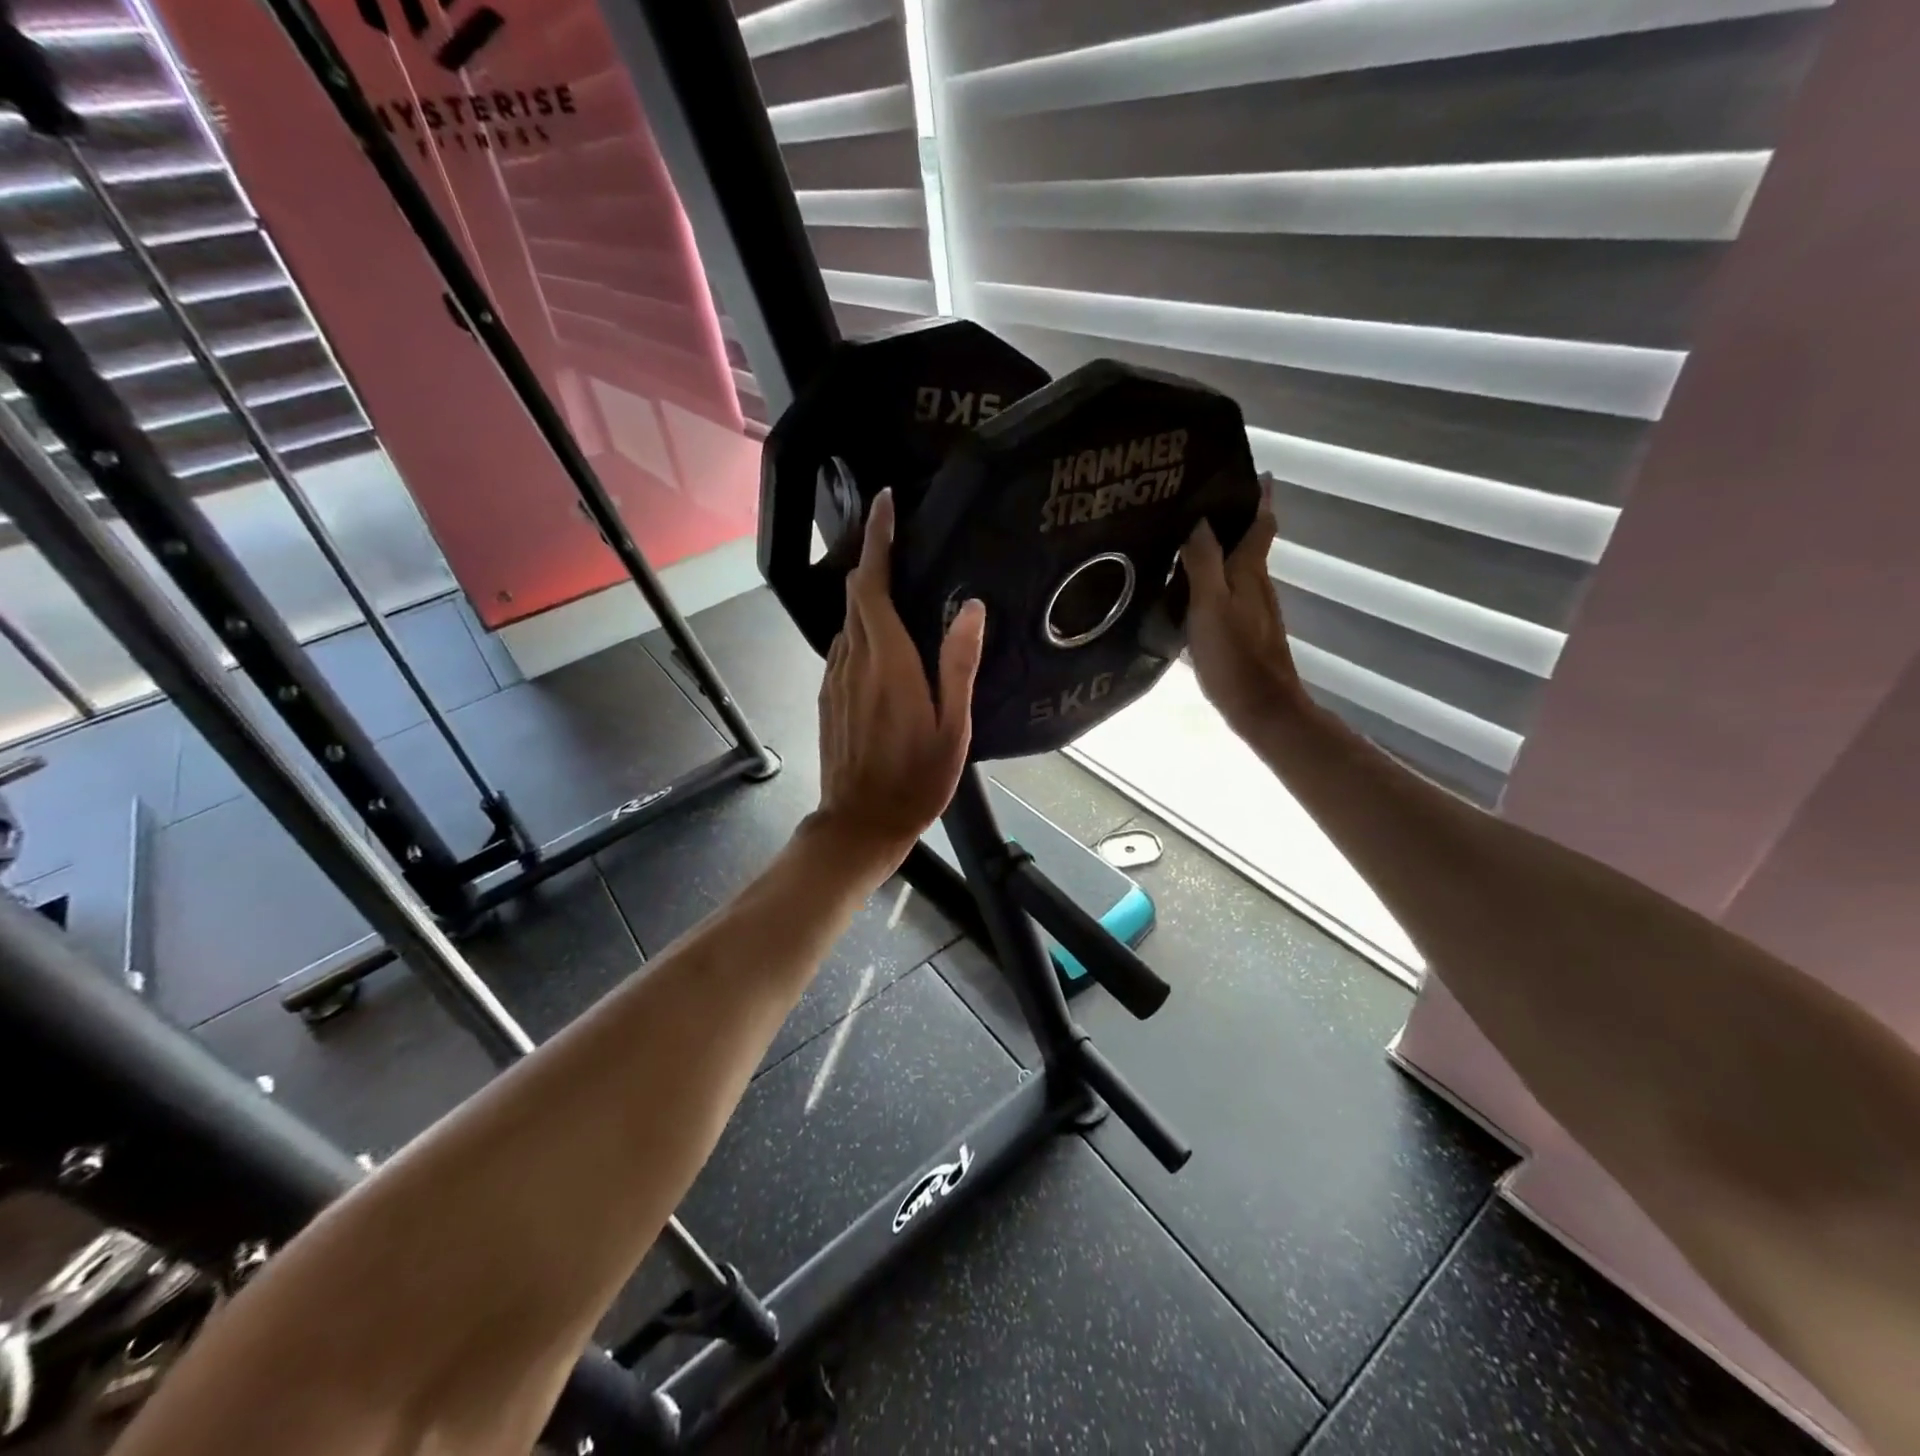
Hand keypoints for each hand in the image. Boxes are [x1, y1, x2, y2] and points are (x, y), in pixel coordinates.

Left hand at [812, 488, 985, 881]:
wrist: (860, 823)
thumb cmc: (916, 779)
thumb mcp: (953, 727)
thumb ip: (959, 664)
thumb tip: (972, 608)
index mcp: (887, 662)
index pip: (872, 584)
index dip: (877, 540)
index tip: (885, 503)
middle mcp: (853, 660)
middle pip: (856, 595)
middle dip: (874, 558)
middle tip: (900, 536)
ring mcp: (835, 678)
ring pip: (848, 620)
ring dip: (868, 594)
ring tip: (900, 584)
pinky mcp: (829, 696)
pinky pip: (844, 646)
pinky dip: (862, 627)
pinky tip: (884, 638)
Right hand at [1180, 485, 1304, 736]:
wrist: (1262, 708)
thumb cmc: (1234, 656)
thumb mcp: (1210, 606)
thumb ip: (1204, 563)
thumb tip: (1200, 519)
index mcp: (1250, 572)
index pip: (1261, 524)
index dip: (1259, 498)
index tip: (1252, 472)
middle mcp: (1257, 585)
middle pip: (1249, 544)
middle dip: (1232, 520)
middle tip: (1197, 504)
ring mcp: (1254, 611)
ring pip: (1237, 570)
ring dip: (1219, 552)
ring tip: (1184, 543)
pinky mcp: (1246, 633)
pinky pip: (1228, 595)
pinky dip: (1212, 583)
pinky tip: (1188, 593)